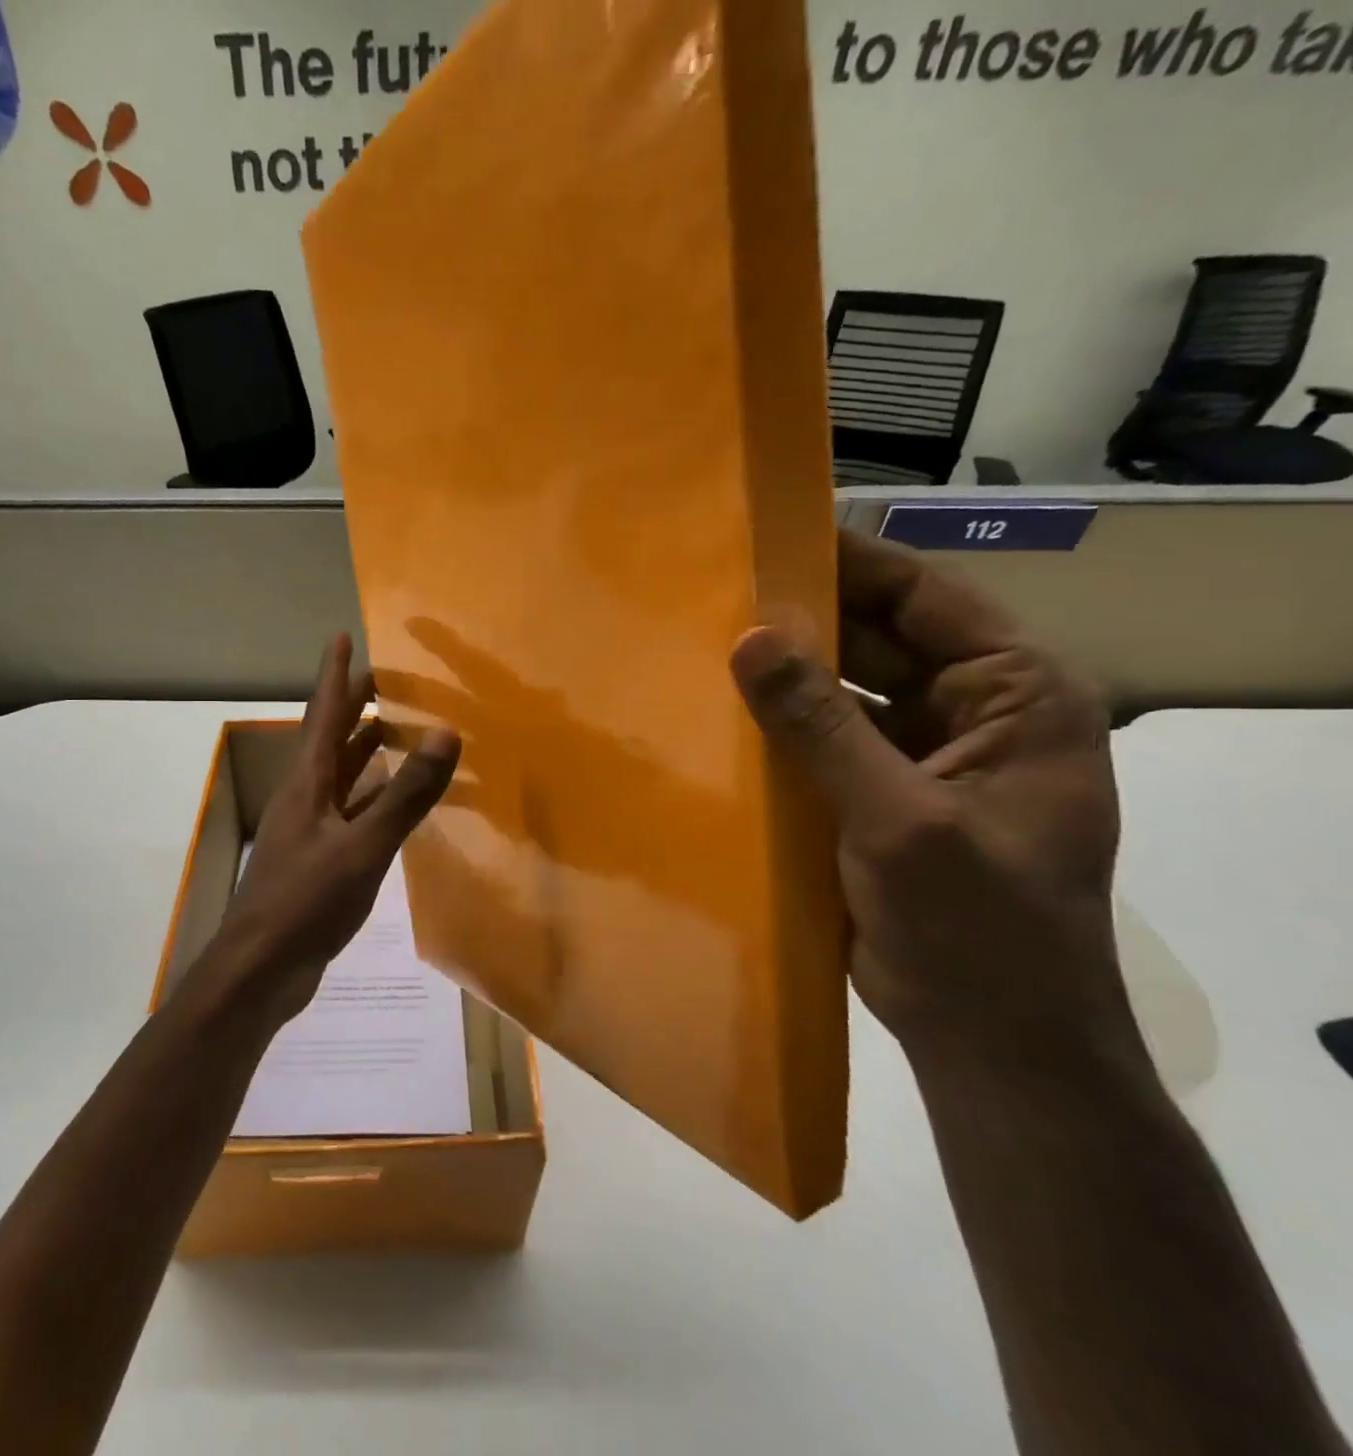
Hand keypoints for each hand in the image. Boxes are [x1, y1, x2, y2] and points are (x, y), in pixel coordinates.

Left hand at [207, 634, 461, 1029]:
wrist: (261, 969)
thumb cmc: (306, 902)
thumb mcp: (363, 847)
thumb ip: (406, 795)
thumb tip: (444, 734)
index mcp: (308, 782)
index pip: (324, 713)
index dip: (335, 675)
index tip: (341, 636)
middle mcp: (305, 796)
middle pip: (333, 739)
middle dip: (355, 707)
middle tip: (387, 679)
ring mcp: (310, 829)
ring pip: (343, 777)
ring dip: (368, 751)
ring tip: (400, 730)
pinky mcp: (319, 859)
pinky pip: (353, 812)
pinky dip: (376, 798)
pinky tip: (397, 802)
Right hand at [729, 531, 1140, 1072]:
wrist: (988, 1039)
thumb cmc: (975, 925)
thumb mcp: (899, 817)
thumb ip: (822, 725)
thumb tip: (750, 639)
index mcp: (1018, 698)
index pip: (929, 602)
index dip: (855, 567)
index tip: (775, 539)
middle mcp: (973, 716)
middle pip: (879, 645)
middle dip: (805, 625)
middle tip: (717, 595)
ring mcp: (921, 761)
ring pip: (844, 697)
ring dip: (785, 680)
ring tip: (703, 648)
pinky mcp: (877, 800)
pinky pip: (822, 746)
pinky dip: (779, 733)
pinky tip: (720, 718)